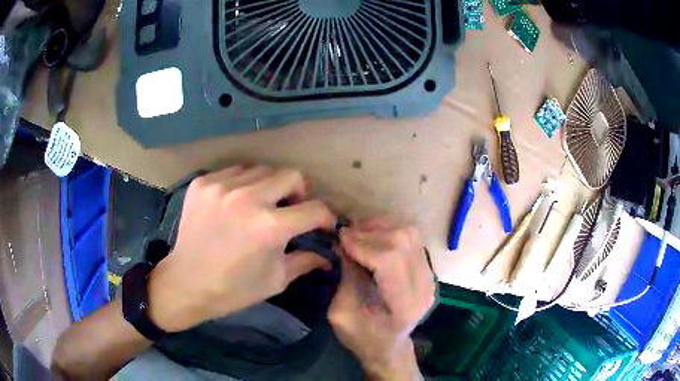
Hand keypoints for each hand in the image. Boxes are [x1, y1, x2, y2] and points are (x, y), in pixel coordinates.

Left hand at [147, 166, 335, 331]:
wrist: (186, 283)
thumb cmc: (233, 289)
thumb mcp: (275, 280)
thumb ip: (305, 261)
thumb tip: (328, 255)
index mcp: (270, 227)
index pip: (315, 209)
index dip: (325, 218)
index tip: (321, 225)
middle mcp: (248, 198)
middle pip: (291, 175)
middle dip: (299, 193)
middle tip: (291, 209)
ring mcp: (221, 187)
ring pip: (261, 170)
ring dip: (268, 187)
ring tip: (260, 205)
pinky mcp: (202, 183)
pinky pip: (234, 172)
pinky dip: (241, 185)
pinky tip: (234, 204)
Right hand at [328, 220, 435, 380]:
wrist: (389, 347)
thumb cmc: (362, 337)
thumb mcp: (341, 314)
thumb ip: (344, 277)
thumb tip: (342, 243)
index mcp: (403, 305)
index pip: (389, 261)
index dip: (363, 244)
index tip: (340, 238)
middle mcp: (423, 287)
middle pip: (403, 242)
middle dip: (370, 233)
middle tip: (346, 233)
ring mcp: (430, 277)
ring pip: (410, 235)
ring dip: (381, 229)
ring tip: (359, 233)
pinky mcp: (428, 271)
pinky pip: (413, 240)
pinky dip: (391, 233)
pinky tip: (374, 238)